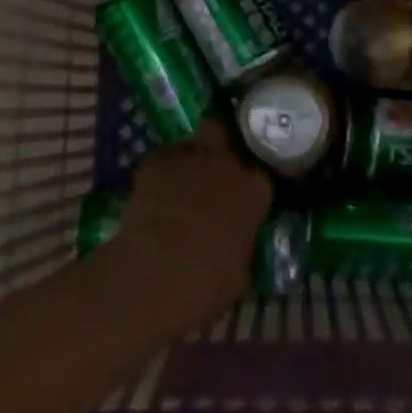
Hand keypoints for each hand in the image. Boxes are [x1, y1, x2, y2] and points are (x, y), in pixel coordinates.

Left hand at [110, 120, 273, 327]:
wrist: (160, 269)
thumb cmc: (210, 280)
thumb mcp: (241, 271)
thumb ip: (241, 245)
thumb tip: (236, 245)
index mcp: (254, 188)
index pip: (258, 174)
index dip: (247, 185)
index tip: (241, 199)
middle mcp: (225, 162)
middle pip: (223, 132)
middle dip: (217, 144)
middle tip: (210, 168)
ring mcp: (189, 155)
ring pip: (190, 143)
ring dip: (187, 160)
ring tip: (177, 185)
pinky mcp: (154, 161)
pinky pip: (160, 160)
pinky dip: (159, 173)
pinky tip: (153, 195)